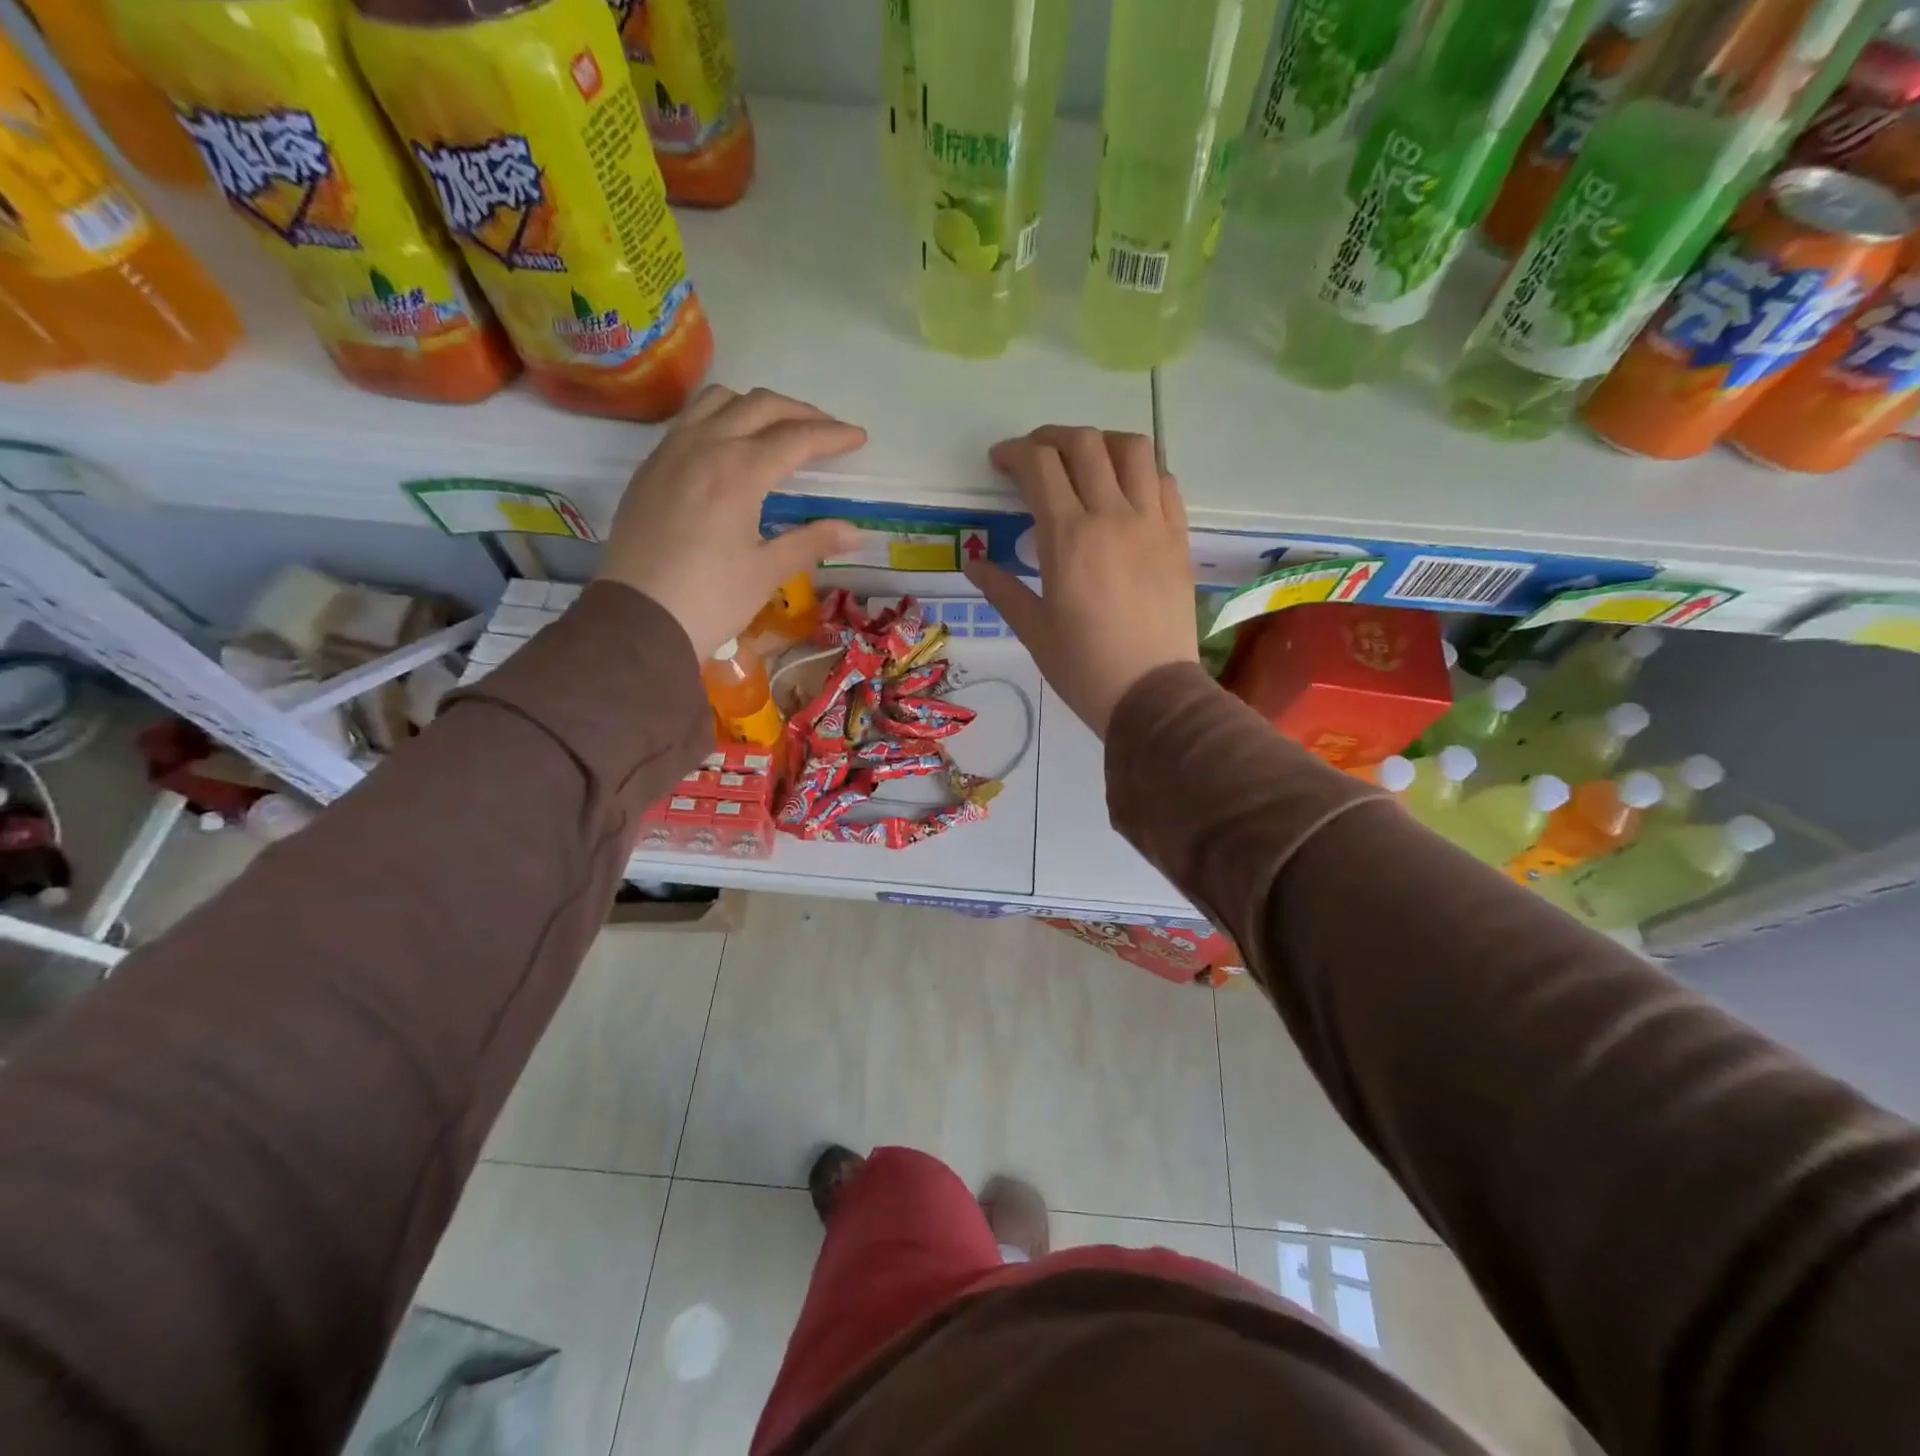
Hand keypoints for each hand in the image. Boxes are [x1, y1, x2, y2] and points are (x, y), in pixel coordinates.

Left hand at [595, 386, 866, 658]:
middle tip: (827, 431)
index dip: (832, 436)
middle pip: (760, 406)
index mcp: (739, 470)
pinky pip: (689, 421)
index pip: (796, 439)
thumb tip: (855, 532)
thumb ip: (811, 542)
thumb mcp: (767, 572)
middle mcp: (704, 446)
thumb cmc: (710, 599)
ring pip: (718, 401)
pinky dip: (720, 419)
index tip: (859, 438)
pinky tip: (730, 448)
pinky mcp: (650, 468)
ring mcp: (670, 452)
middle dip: (800, 413)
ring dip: (755, 407)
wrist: (637, 619)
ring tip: (777, 429)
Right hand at [965, 426, 1196, 738]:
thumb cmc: (1084, 668)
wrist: (1152, 694)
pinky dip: (1140, 470)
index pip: (1040, 465)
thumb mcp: (1033, 630)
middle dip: (1050, 438)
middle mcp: (1112, 516)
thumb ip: (1002, 588)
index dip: (1014, 453)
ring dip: (1101, 443)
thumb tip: (973, 562)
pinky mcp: (1178, 537)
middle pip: (1083, 444)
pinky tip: (1125, 490)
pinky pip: (1164, 481)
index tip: (1000, 463)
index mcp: (1068, 538)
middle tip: (1034, 458)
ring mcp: (1152, 522)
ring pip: (1132, 449)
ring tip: (1085, 462)